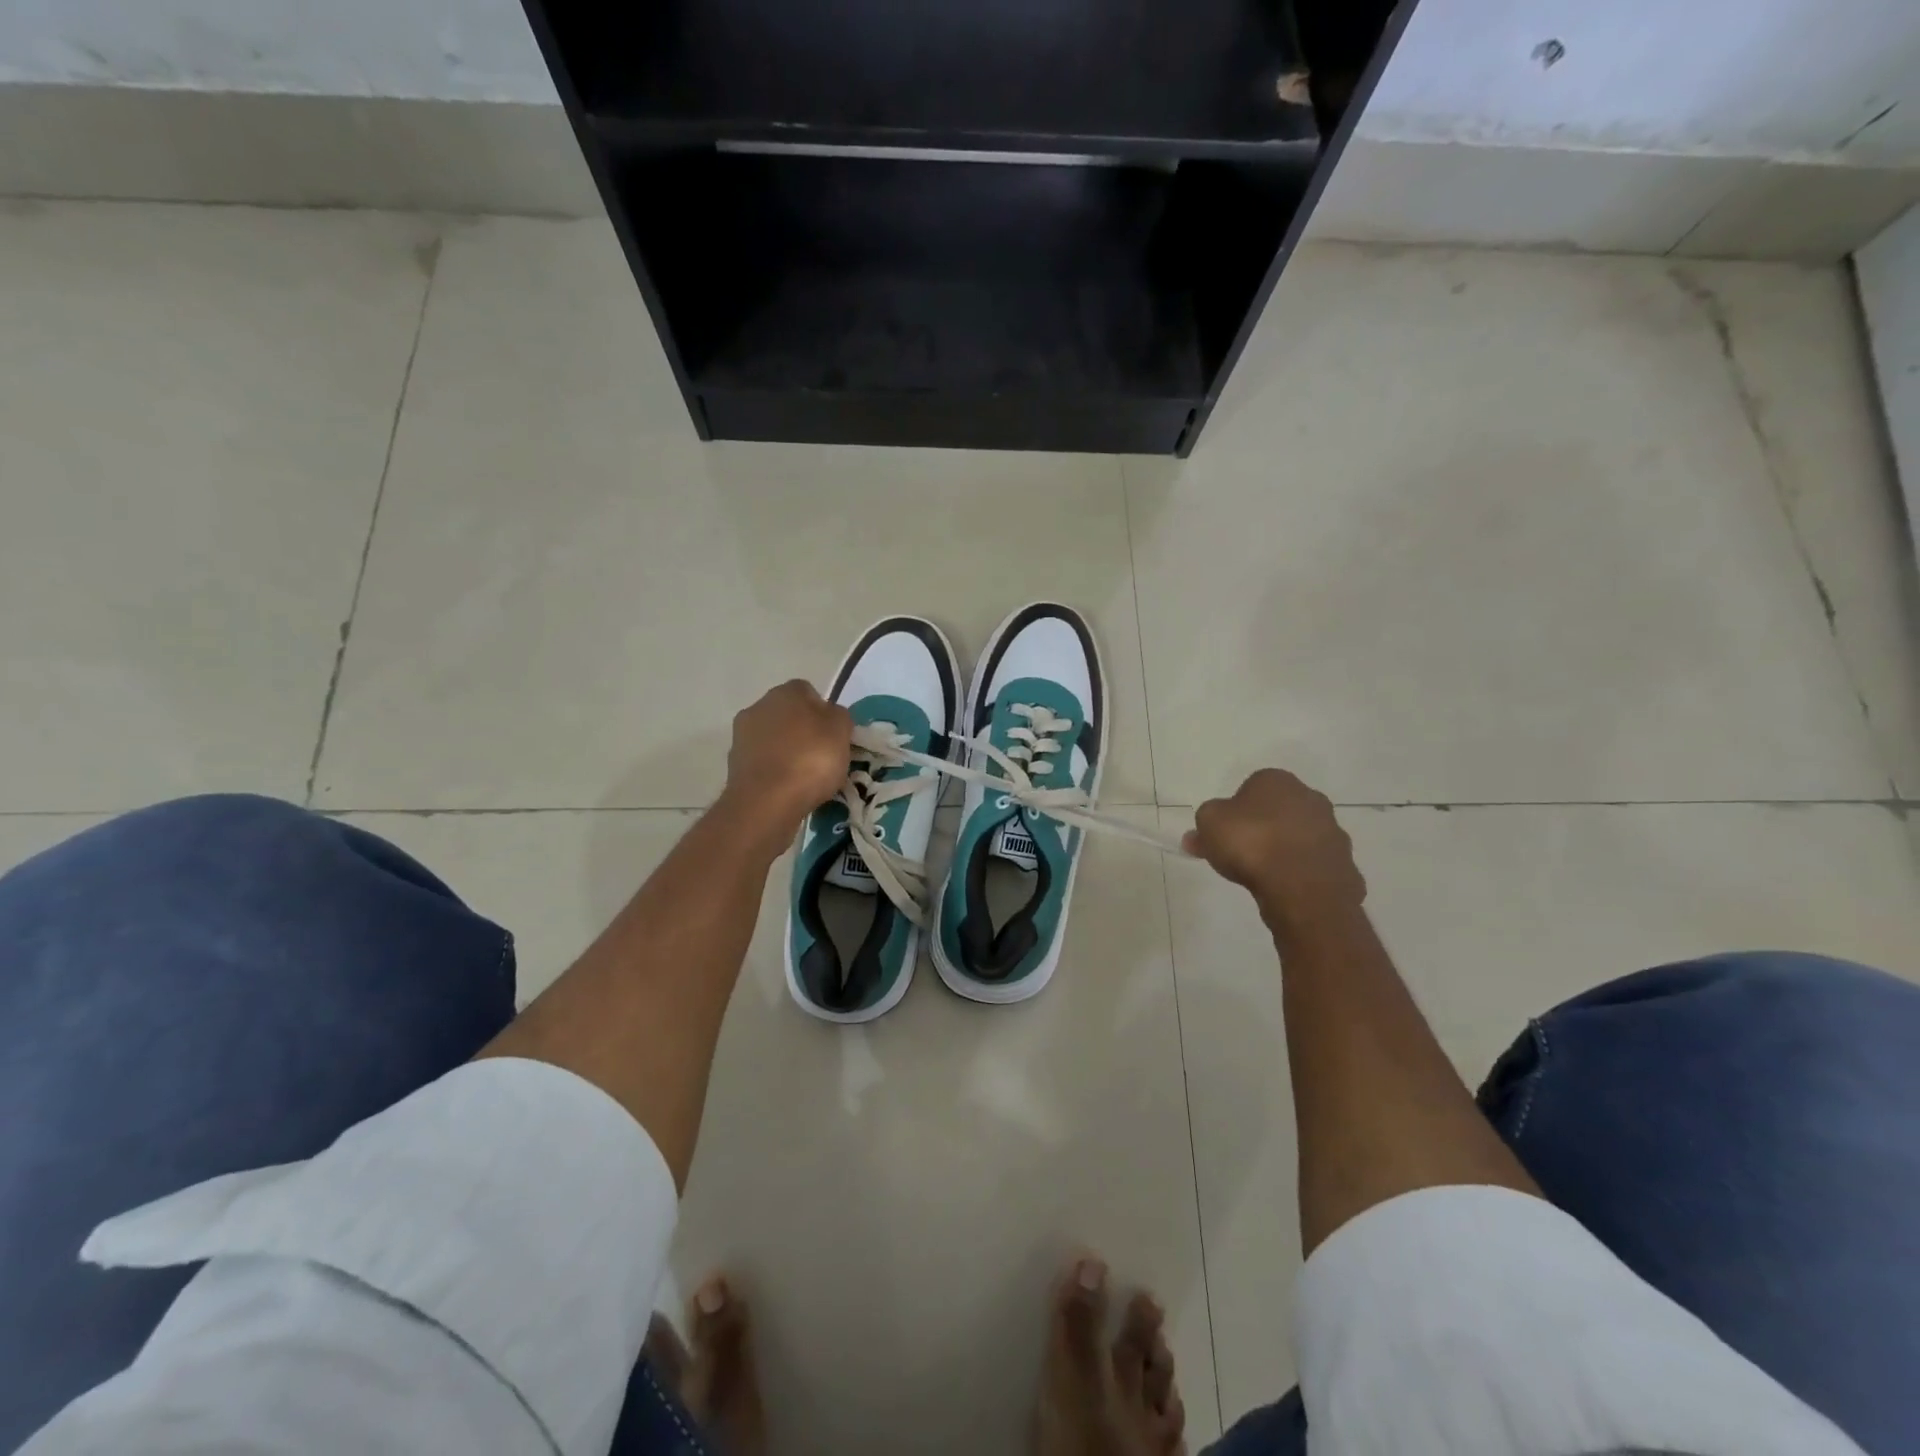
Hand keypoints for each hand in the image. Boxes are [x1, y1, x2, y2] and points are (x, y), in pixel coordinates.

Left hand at [719, 681, 851, 849]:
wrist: (766, 803)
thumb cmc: (810, 760)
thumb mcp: (842, 731)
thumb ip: (839, 716)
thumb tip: (830, 716)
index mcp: (786, 692)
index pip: (809, 692)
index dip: (824, 713)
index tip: (834, 736)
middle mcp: (759, 706)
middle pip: (788, 715)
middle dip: (803, 731)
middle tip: (822, 756)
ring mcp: (741, 736)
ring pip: (773, 739)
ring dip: (786, 752)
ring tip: (805, 778)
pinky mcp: (734, 765)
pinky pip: (763, 762)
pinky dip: (774, 771)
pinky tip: (787, 789)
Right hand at [1183, 770, 1365, 934]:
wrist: (1302, 887)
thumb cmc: (1251, 843)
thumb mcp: (1208, 824)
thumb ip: (1203, 825)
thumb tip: (1198, 836)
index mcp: (1277, 781)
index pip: (1251, 788)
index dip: (1234, 811)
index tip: (1223, 833)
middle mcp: (1311, 799)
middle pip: (1278, 812)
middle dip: (1261, 829)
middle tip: (1238, 855)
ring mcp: (1333, 832)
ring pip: (1299, 839)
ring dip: (1283, 852)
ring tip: (1260, 877)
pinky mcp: (1345, 865)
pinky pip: (1314, 867)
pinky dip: (1300, 875)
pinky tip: (1284, 890)